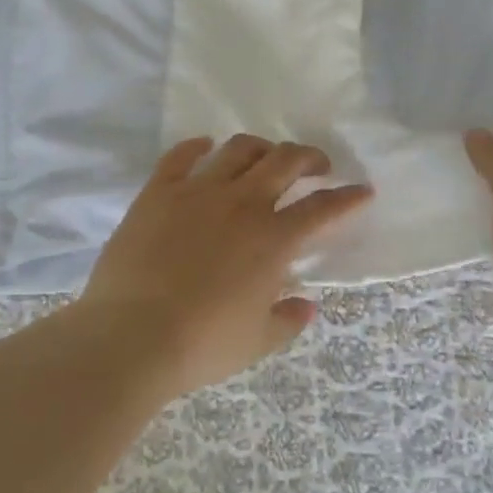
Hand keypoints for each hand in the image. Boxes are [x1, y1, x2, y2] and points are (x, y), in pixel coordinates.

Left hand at [80, 135, 372, 396]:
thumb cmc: (201, 345)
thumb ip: (288, 320)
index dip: (348, 197)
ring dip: (261, 148)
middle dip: (310, 157)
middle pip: (286, 161)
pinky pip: (181, 155)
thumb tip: (307, 304)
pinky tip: (205, 147)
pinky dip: (197, 146)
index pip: (323, 208)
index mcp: (273, 240)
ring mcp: (198, 191)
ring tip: (266, 156)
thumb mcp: (256, 342)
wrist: (130, 337)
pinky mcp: (159, 191)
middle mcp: (242, 204)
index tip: (362, 190)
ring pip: (239, 149)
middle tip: (317, 166)